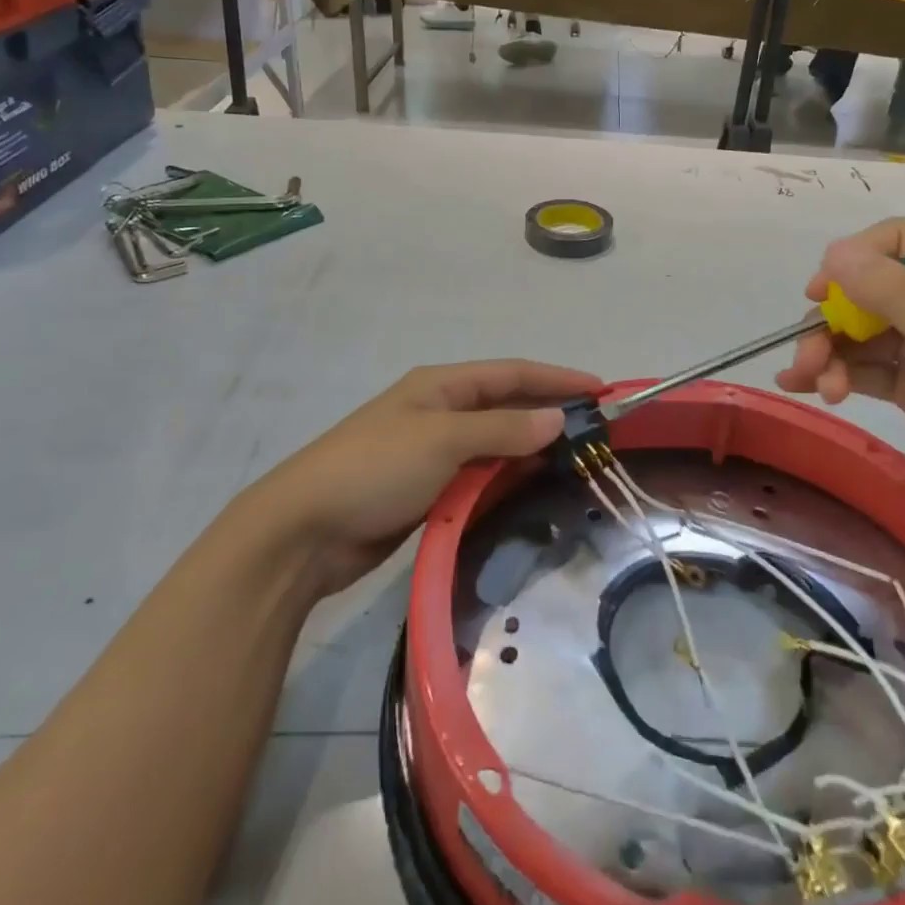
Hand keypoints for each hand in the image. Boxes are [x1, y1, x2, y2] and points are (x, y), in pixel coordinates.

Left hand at [257, 360, 599, 594]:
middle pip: (506, 406)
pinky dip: (506, 479)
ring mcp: (432, 452)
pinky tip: (532, 492)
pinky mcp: (427, 490)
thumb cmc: (375, 469)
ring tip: (575, 463)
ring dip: (531, 449)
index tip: (601, 390)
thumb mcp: (443, 441)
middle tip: (596, 432)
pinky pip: (479, 476)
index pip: (512, 373)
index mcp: (441, 386)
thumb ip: (503, 429)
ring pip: (495, 444)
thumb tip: (557, 418)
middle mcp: (439, 412)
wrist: (304, 531)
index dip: (556, 378)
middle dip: (548, 413)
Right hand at [776, 218, 904, 541]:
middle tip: (809, 354)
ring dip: (828, 352)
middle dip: (833, 319)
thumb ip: (894, 294)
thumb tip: (834, 251)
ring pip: (860, 333)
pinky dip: (834, 375)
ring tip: (813, 384)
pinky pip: (863, 370)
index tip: (822, 291)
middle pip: (870, 292)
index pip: (902, 243)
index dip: (856, 259)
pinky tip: (806, 390)